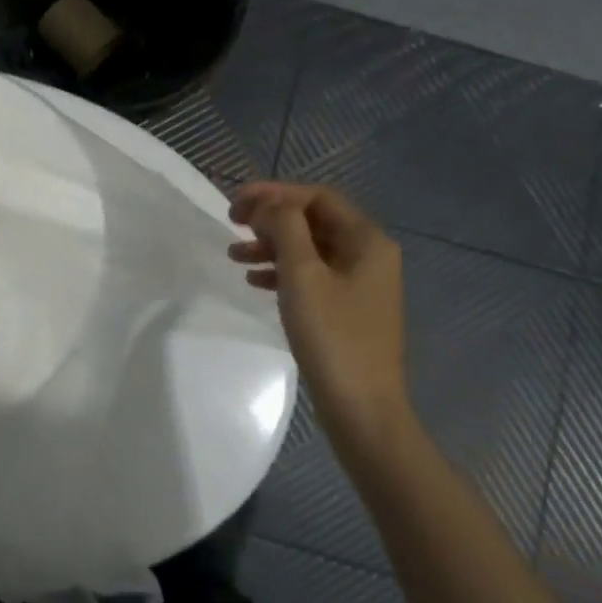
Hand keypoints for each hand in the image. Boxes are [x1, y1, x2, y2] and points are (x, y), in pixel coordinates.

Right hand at [229, 182, 411, 452]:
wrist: (363, 409)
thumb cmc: (333, 336)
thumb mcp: (303, 275)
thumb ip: (285, 229)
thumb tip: (270, 204)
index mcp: (367, 240)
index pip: (317, 197)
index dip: (275, 193)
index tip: (236, 202)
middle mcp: (369, 255)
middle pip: (313, 220)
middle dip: (271, 218)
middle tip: (233, 223)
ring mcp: (360, 283)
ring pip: (310, 249)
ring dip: (272, 246)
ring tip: (234, 255)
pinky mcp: (348, 309)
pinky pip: (312, 276)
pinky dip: (282, 272)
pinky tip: (254, 281)